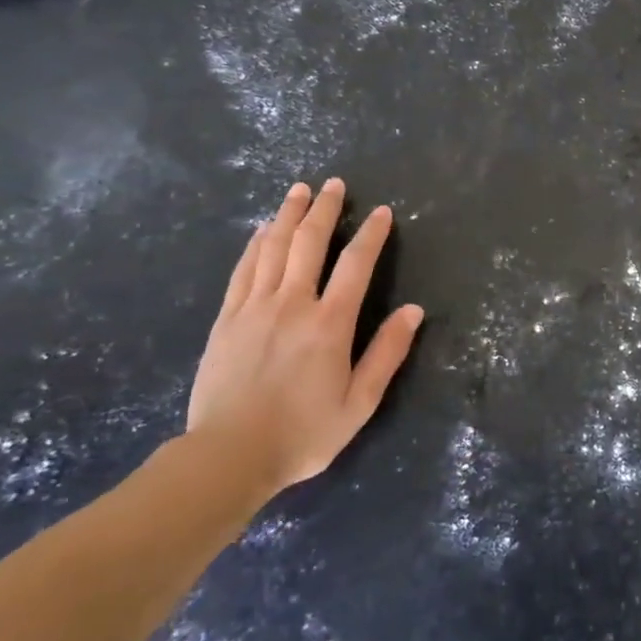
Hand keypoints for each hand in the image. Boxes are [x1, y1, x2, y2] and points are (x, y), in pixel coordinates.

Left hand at [185, 178, 423, 501]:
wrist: (228, 456)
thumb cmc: (303, 433)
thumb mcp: (359, 403)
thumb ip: (387, 353)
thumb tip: (413, 311)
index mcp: (330, 324)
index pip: (356, 264)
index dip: (371, 234)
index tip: (381, 212)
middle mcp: (293, 304)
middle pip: (310, 242)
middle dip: (325, 209)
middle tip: (334, 184)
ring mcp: (255, 308)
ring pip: (274, 247)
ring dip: (289, 215)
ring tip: (298, 190)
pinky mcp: (227, 318)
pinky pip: (244, 269)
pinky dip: (256, 243)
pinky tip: (263, 230)